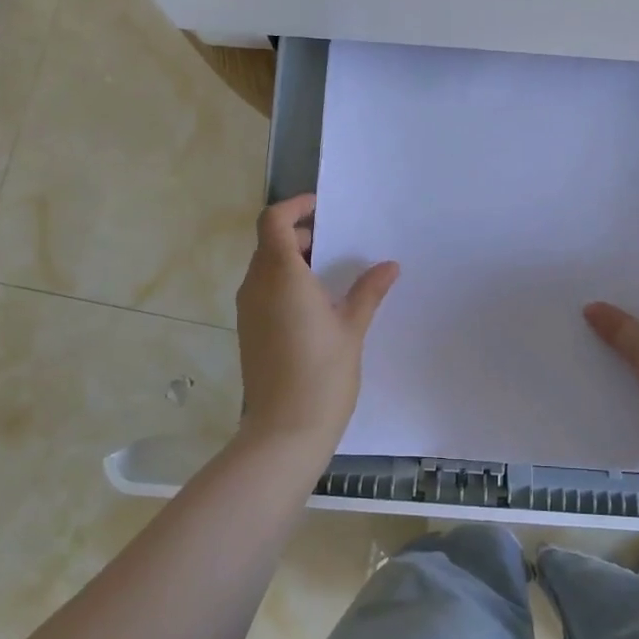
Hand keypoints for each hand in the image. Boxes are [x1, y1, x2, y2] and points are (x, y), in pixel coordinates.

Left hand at [235, 194, 398, 452]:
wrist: (285, 430)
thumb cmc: (323, 373)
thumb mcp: (352, 328)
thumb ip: (368, 291)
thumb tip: (389, 266)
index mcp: (281, 275)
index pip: (274, 221)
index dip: (294, 208)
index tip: (322, 209)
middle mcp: (257, 286)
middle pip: (270, 243)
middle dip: (301, 235)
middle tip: (338, 244)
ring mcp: (248, 310)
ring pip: (266, 268)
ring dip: (293, 261)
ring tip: (331, 275)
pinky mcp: (249, 330)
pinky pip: (264, 291)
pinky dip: (285, 284)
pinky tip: (316, 306)